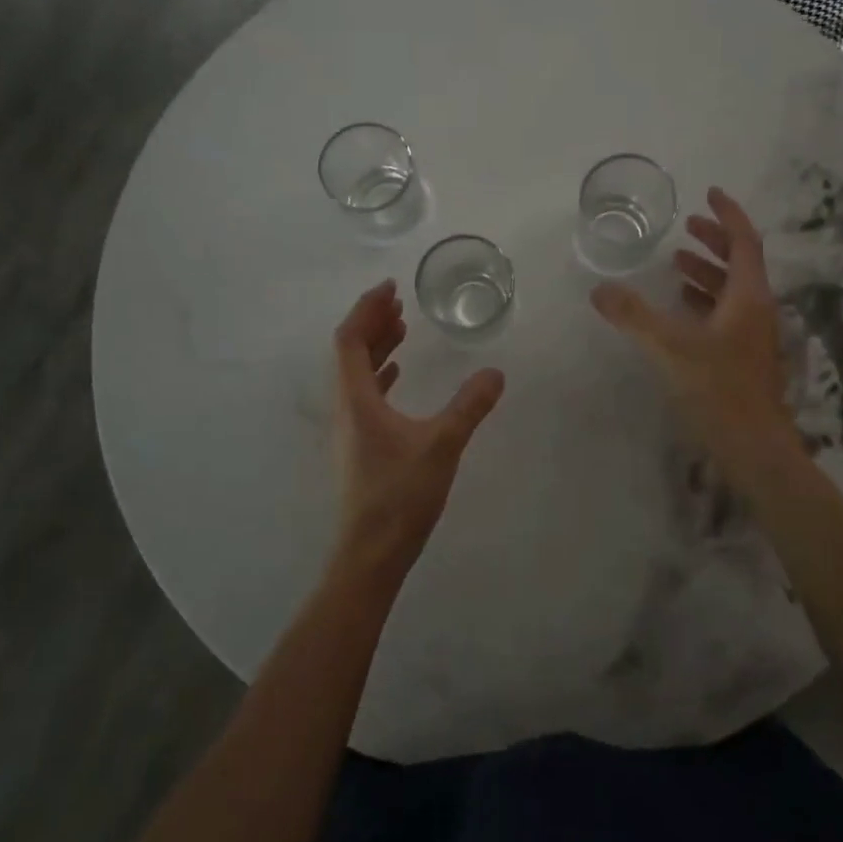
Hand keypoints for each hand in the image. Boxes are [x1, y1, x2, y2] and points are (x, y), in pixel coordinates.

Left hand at [330, 281, 505, 588]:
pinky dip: (381, 375)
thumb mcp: (442, 445)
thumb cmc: (400, 495)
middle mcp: (346, 407)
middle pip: (350, 352)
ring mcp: (350, 428)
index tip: (391, 288)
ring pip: (357, 374)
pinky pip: (366, 395)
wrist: (371, 553)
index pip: (350, 339)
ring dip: (377, 347)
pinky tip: (399, 375)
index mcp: (356, 399)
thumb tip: (496, 373)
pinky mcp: (360, 446)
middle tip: (400, 302)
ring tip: (403, 328)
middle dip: (373, 322)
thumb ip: (469, 406)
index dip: (367, 309)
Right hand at [591, 187, 791, 466]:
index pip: (744, 241)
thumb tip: (599, 289)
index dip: (728, 214)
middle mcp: (756, 310)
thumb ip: (633, 316)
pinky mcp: (743, 358)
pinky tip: (681, 310)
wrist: (754, 447)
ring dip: (707, 272)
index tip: (710, 193)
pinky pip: (725, 315)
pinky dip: (704, 301)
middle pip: (740, 263)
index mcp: (748, 297)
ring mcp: (752, 336)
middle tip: (687, 227)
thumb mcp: (669, 347)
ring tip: (676, 264)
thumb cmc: (718, 389)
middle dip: (714, 241)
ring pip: (732, 291)